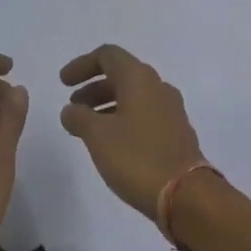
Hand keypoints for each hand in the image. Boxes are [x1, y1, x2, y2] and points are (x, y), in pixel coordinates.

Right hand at [58, 45, 204, 218]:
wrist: (187, 195)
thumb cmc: (137, 157)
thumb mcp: (97, 135)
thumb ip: (78, 117)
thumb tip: (70, 110)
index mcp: (139, 79)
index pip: (108, 55)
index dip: (82, 65)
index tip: (63, 83)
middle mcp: (158, 87)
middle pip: (121, 75)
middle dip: (94, 87)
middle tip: (74, 107)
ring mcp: (171, 111)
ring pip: (133, 97)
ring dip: (107, 105)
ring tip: (87, 128)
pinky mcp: (177, 134)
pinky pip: (144, 116)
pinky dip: (123, 120)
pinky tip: (112, 144)